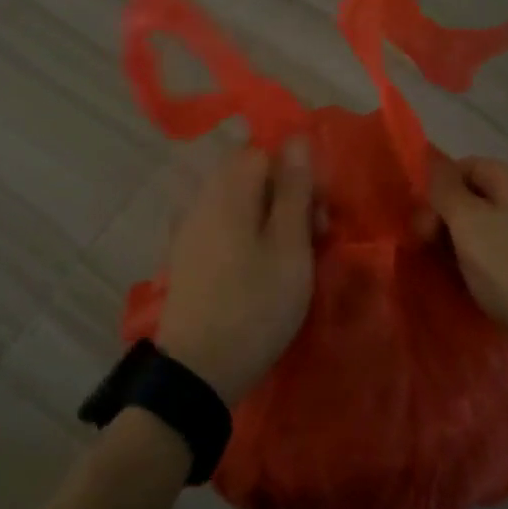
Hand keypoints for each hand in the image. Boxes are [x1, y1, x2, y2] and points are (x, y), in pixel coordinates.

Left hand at [154, 140, 315, 405]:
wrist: (198, 370)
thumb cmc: (255, 304)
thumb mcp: (290, 246)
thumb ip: (294, 189)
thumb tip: (297, 138)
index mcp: (228, 189)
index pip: (265, 152)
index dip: (298, 174)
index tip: (320, 212)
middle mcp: (203, 198)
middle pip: (252, 176)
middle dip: (288, 197)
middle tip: (316, 237)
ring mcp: (190, 227)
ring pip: (241, 203)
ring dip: (272, 219)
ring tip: (295, 258)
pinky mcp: (187, 255)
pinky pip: (225, 227)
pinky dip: (250, 237)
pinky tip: (264, 269)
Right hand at [425, 155, 507, 347]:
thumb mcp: (469, 221)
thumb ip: (445, 189)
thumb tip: (431, 160)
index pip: (468, 166)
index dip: (440, 185)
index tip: (420, 215)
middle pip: (473, 198)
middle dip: (443, 217)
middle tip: (423, 245)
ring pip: (479, 232)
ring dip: (453, 245)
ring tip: (437, 267)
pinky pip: (490, 259)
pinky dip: (470, 267)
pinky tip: (457, 284)